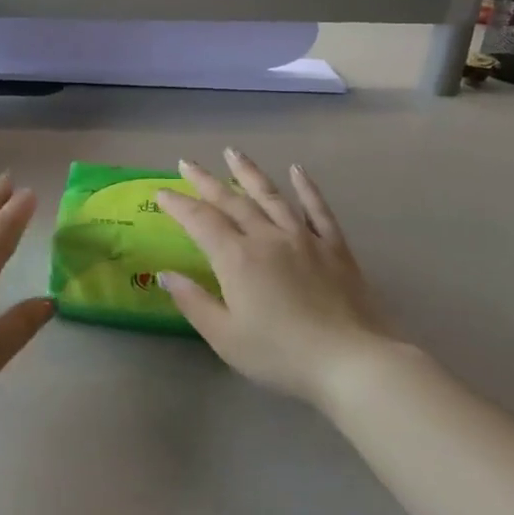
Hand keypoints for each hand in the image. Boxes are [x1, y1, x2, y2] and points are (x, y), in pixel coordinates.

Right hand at [152, 151, 391, 404]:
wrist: (352, 362)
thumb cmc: (281, 354)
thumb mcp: (225, 337)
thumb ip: (194, 302)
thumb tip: (165, 275)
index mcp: (236, 258)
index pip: (200, 221)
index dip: (178, 205)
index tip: (161, 193)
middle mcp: (267, 237)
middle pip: (231, 201)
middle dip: (205, 181)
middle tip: (186, 162)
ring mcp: (304, 238)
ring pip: (271, 195)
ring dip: (248, 172)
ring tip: (232, 152)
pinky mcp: (335, 247)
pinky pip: (317, 209)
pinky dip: (306, 188)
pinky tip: (297, 171)